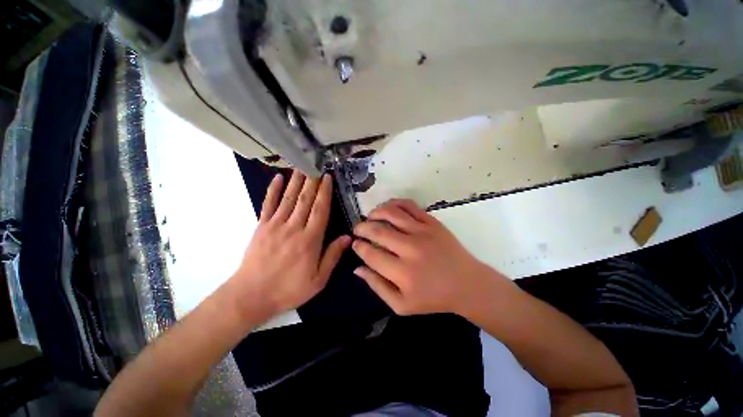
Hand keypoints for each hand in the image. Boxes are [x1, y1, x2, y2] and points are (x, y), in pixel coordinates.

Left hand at [228, 170, 349, 320]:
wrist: (251, 296)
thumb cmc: (288, 289)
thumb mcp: (318, 280)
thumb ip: (332, 256)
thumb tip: (347, 237)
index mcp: (310, 240)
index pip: (320, 210)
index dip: (325, 192)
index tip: (328, 177)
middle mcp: (294, 227)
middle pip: (305, 199)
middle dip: (313, 181)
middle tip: (317, 165)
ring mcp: (275, 225)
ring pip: (289, 198)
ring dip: (297, 180)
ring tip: (302, 165)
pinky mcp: (261, 226)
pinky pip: (268, 204)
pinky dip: (273, 190)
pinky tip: (278, 178)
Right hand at [352, 199, 506, 315]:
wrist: (466, 284)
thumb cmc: (433, 298)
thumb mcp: (401, 305)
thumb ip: (377, 287)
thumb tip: (357, 268)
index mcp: (402, 273)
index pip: (370, 253)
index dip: (358, 247)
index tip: (355, 244)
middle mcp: (411, 249)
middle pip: (377, 230)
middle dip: (361, 227)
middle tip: (357, 229)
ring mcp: (423, 232)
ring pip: (391, 213)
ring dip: (375, 212)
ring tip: (370, 217)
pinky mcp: (432, 222)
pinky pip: (409, 206)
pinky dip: (394, 203)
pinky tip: (388, 207)